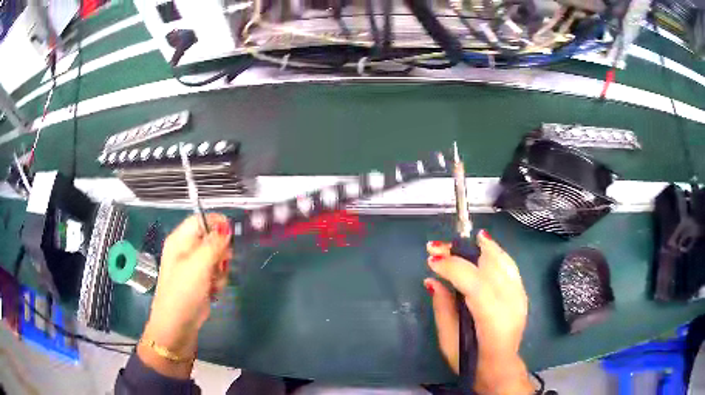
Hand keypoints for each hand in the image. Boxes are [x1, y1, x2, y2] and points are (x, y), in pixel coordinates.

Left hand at [138, 214, 231, 377]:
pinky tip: (212, 291)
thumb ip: (214, 243)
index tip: (231, 237)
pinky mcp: (200, 280)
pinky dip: (218, 281)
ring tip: (212, 282)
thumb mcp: (198, 265)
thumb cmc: (183, 291)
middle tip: (218, 265)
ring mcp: (193, 266)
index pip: (201, 219)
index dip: (217, 224)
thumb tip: (226, 226)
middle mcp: (186, 249)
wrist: (178, 324)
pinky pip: (216, 273)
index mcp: (180, 240)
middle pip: (212, 239)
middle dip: (220, 252)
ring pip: (217, 258)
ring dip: (220, 270)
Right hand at [424, 230, 533, 394]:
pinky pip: (509, 265)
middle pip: (488, 267)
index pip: (475, 283)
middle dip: (461, 253)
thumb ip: (443, 308)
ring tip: (458, 241)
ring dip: (478, 247)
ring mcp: (520, 296)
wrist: (500, 368)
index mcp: (492, 320)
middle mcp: (511, 303)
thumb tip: (432, 280)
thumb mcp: (448, 341)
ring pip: (501, 261)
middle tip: (436, 248)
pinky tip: (484, 242)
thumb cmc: (470, 361)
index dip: (453, 268)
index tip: (430, 261)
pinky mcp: (522, 293)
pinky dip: (495, 251)